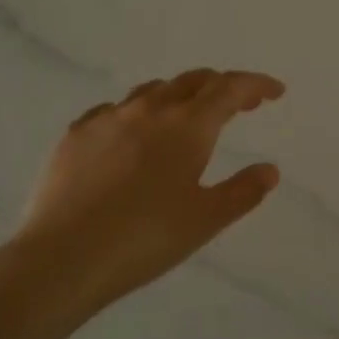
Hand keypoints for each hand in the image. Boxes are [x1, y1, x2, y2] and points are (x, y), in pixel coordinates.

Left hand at [10, 69, 284, 317]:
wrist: (63, 257)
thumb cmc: (145, 239)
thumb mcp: (206, 220)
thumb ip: (243, 191)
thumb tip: (269, 170)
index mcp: (187, 126)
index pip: (230, 89)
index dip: (256, 85)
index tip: (275, 91)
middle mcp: (148, 110)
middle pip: (192, 81)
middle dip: (221, 86)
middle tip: (239, 104)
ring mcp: (107, 119)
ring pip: (151, 92)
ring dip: (179, 96)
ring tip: (187, 117)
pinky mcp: (75, 135)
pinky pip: (113, 111)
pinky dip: (136, 114)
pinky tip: (131, 136)